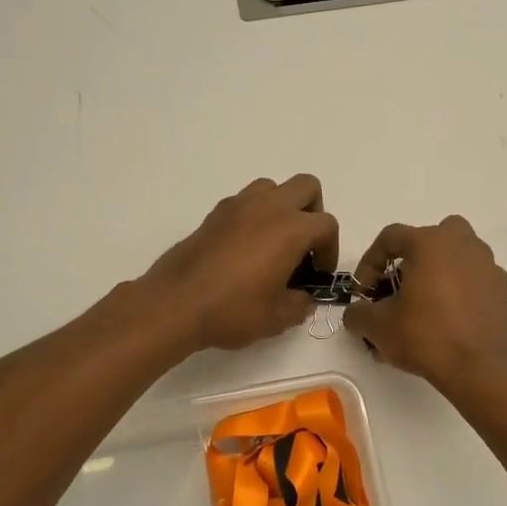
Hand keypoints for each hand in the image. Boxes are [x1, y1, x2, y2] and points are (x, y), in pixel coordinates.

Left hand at [142, 175, 338, 351]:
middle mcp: (268, 207)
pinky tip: (244, 249)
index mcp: (291, 228)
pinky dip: (253, 216)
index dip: (330, 250)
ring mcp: (238, 205)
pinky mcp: (214, 214)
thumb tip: (303, 299)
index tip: (318, 274)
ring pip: (272, 188)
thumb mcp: (277, 318)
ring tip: (274, 243)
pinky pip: (244, 202)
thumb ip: (300, 305)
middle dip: (312, 212)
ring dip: (281, 208)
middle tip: (303, 247)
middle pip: (306, 187)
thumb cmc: (233, 310)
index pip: (327, 225)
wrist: (176, 303)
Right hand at [344, 216, 506, 395]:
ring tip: (421, 308)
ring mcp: (488, 267)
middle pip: (430, 238)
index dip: (369, 263)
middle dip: (410, 260)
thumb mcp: (377, 326)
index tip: (363, 293)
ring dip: (436, 274)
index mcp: (431, 243)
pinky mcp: (502, 292)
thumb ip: (358, 313)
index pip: (390, 238)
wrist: (481, 370)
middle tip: (398, 288)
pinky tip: (446, 322)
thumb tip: (356, 313)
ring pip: (456, 258)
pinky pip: (473, 282)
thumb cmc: (426, 336)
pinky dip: (458, 293)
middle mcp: (463, 245)